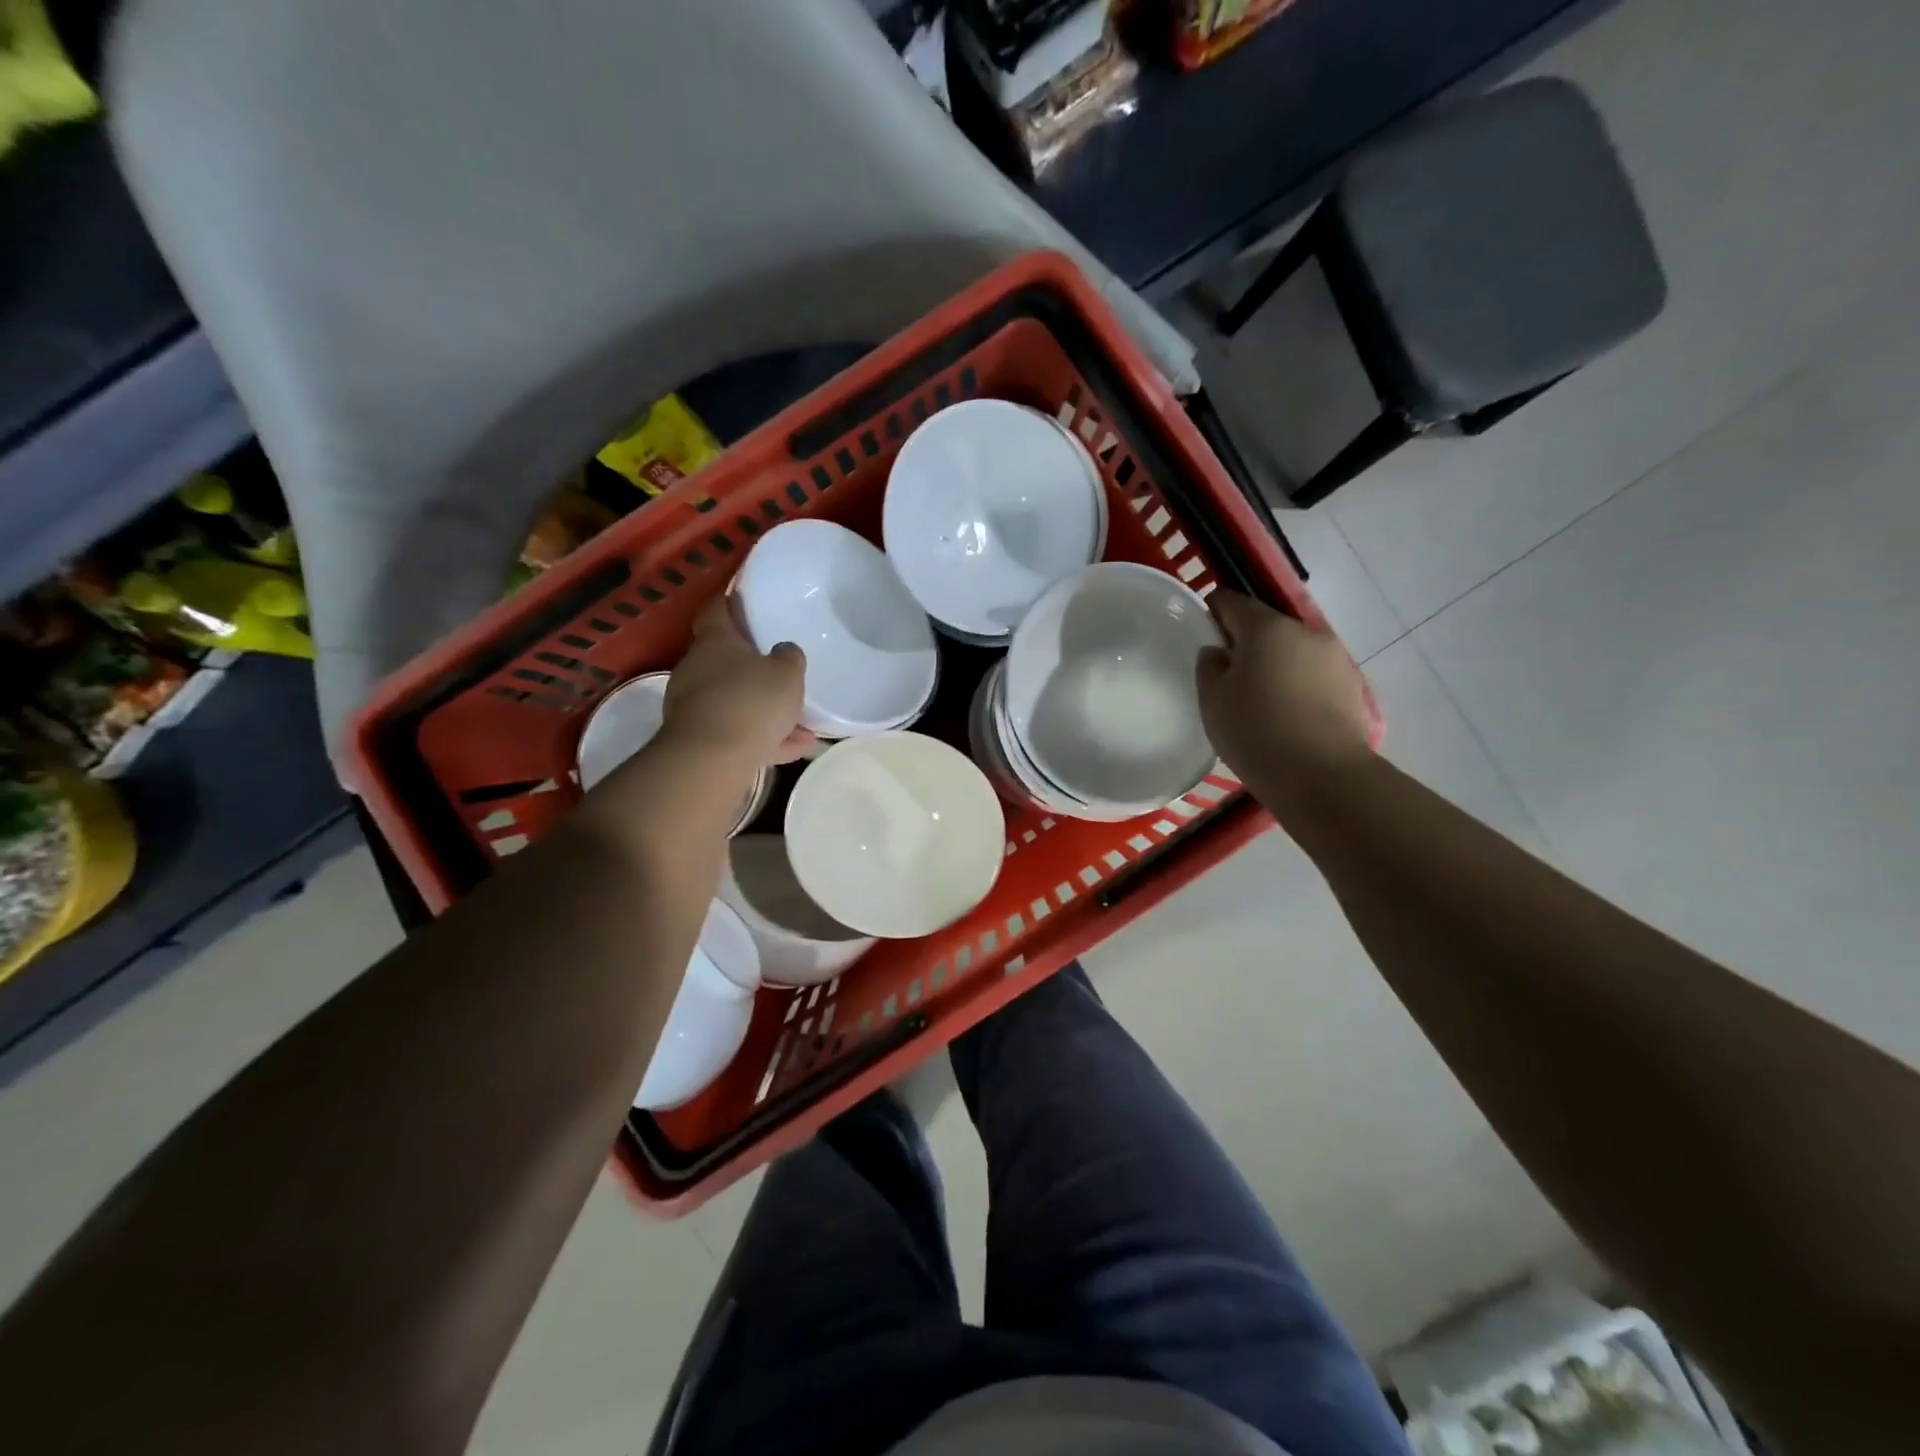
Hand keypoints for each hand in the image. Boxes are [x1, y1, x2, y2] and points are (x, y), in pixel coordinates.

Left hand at [662, 598, 812, 766]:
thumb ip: (789, 658)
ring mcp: (692, 705)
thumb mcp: (787, 674)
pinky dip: (761, 737)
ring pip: (733, 700)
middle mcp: (697, 668)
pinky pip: (735, 731)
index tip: (741, 599)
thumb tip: (784, 651)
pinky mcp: (696, 738)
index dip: (728, 602)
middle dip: (750, 665)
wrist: (711, 759)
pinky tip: (792, 748)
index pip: (716, 610)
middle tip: (778, 669)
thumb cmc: (751, 701)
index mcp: (715, 641)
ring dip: (761, 708)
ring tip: (799, 723)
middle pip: (723, 658)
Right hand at [1195, 591, 1371, 797]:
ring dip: (1275, 664)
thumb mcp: (1212, 699)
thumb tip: (1219, 652)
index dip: (1212, 612)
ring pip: (1293, 650)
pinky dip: (1297, 684)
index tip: (1203, 636)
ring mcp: (1335, 658)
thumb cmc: (1255, 731)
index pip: (1231, 600)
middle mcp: (1305, 631)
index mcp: (1266, 627)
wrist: (1321, 776)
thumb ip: (1209, 666)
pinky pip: (1313, 674)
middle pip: (1267, 624)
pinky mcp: (1352, 686)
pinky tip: (1288, 715)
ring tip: (1261, 700)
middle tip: (1228, 676)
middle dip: (1246, 642)